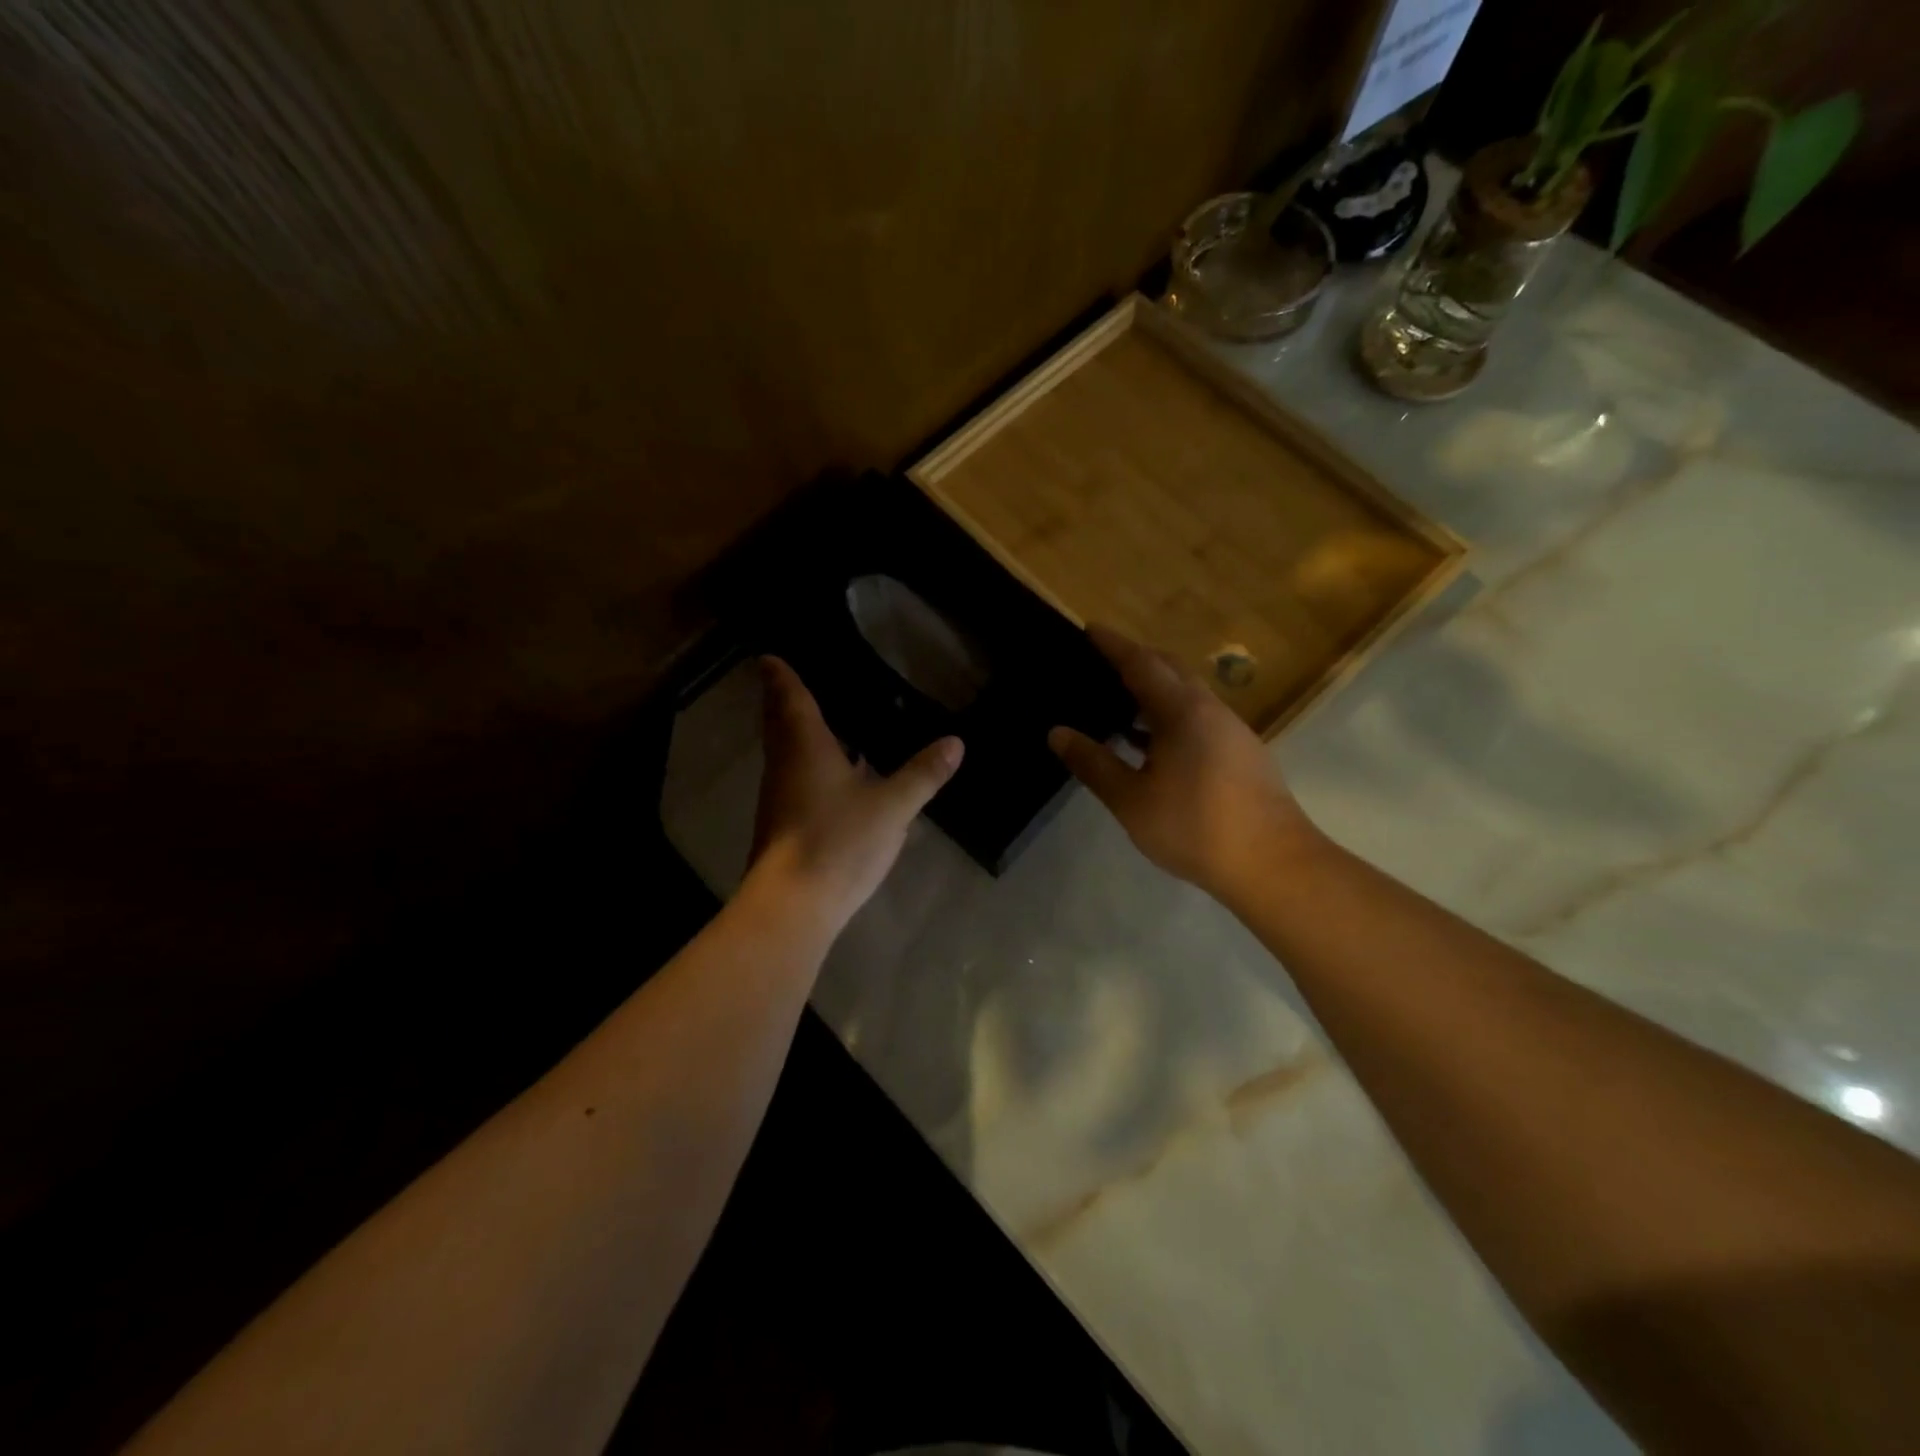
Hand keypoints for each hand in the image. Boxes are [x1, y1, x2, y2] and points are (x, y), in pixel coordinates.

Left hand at [745, 657, 963, 936]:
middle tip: (797, 680)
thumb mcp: (892, 807)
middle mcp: (784, 765)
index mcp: (805, 747)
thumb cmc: (838, 842)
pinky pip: (793, 777)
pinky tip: (834, 773)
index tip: (771, 656)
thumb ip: (923, 774)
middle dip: (783, 700)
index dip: (781, 675)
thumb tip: (955, 742)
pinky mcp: (783, 823)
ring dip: (795, 733)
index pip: (789, 698)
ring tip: (823, 719)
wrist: (793, 904)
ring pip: (784, 752)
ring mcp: (779, 797)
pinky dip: (807, 763)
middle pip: (779, 723)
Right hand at [1048, 625, 1323, 903]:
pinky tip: (1152, 744)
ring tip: (1120, 702)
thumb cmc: (1195, 827)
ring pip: (1187, 694)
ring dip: (1155, 690)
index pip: (1141, 664)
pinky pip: (1199, 717)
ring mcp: (1231, 730)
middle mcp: (1210, 710)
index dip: (1114, 645)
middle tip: (1103, 662)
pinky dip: (1170, 715)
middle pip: (1170, 670)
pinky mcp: (1242, 753)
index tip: (1090, 628)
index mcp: (1182, 712)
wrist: (1274, 864)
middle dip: (1137, 659)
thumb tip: (1058, 733)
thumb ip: (1093, 764)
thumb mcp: (1131, 800)